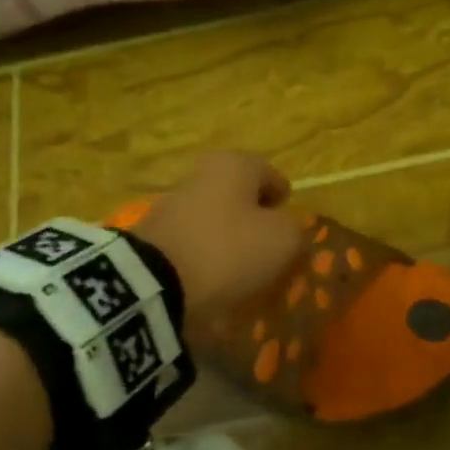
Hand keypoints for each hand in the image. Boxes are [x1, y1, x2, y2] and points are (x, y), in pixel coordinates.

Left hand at [134, 152, 305, 316]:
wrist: (153, 283)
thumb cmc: (229, 249)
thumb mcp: (283, 241)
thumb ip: (295, 231)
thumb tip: (288, 233)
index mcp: (234, 165)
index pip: (271, 174)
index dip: (285, 200)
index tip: (291, 226)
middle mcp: (201, 175)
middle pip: (240, 197)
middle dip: (256, 222)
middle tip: (271, 252)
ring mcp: (172, 205)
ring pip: (215, 222)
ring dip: (230, 242)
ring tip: (244, 274)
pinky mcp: (154, 238)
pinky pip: (193, 246)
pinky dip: (206, 260)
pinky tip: (215, 284)